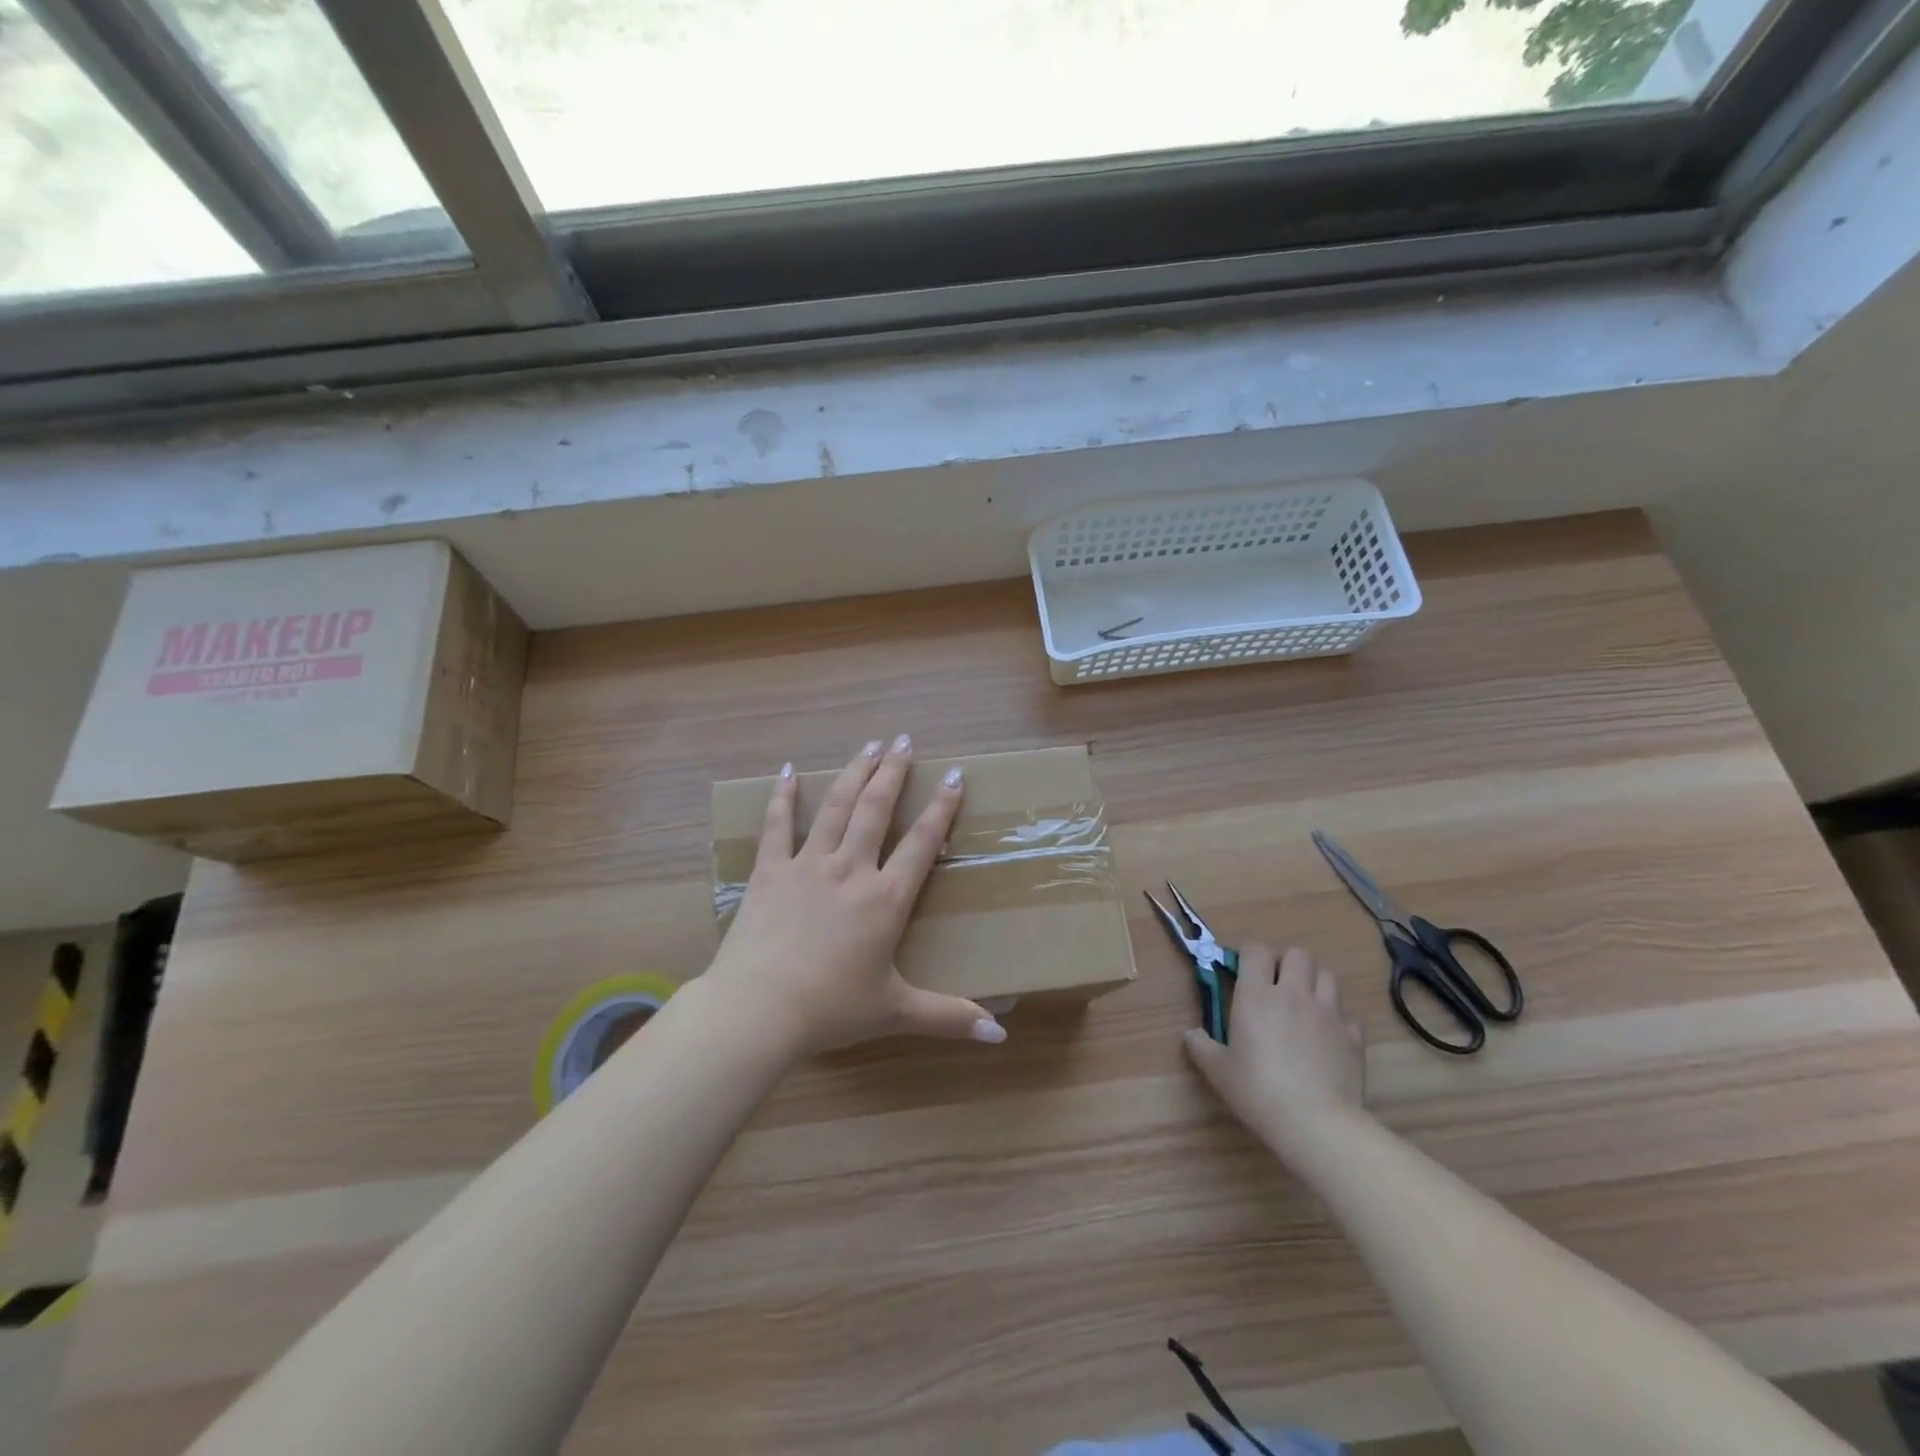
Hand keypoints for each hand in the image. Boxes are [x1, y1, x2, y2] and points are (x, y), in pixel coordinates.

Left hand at [706, 735, 1007, 1056]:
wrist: (758, 1010)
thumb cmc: (830, 1010)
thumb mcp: (895, 1012)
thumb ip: (949, 1017)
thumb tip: (1000, 1034)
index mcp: (885, 899)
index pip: (921, 843)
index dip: (942, 808)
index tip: (954, 776)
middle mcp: (850, 870)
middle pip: (876, 809)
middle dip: (894, 772)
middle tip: (905, 740)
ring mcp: (807, 865)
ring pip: (835, 807)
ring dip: (854, 772)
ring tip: (869, 744)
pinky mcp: (770, 871)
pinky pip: (777, 825)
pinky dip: (782, 797)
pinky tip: (787, 771)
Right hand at [1183, 945, 1364, 1140]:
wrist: (1316, 1122)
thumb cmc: (1258, 1090)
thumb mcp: (1217, 1070)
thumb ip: (1201, 1046)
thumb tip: (1191, 1035)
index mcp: (1256, 994)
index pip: (1256, 950)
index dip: (1249, 955)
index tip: (1242, 971)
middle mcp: (1294, 993)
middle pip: (1297, 954)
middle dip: (1286, 964)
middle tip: (1276, 987)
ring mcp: (1328, 1013)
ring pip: (1327, 976)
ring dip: (1314, 984)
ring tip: (1304, 1005)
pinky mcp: (1353, 1036)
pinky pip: (1347, 1014)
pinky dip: (1338, 1019)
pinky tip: (1328, 1038)